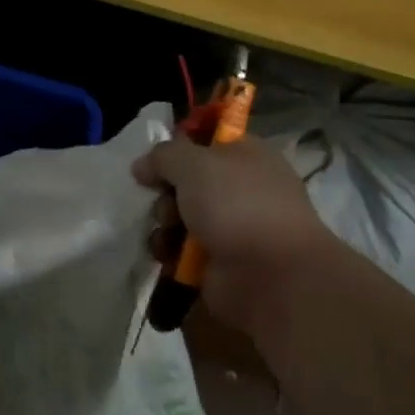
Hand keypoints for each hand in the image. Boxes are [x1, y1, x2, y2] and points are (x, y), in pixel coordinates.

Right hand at [133, 135, 331, 332]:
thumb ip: (162, 156)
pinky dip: (170, 251)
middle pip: (187, 178)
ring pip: (181, 214)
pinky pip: (182, 249)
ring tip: (167, 230)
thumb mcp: (193, 163)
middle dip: (166, 189)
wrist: (272, 277)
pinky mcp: (219, 262)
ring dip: (164, 221)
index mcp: (246, 155)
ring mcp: (232, 227)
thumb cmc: (236, 204)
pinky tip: (166, 254)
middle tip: (163, 197)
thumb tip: (142, 166)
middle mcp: (240, 188)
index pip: (208, 137)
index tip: (157, 155)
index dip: (180, 143)